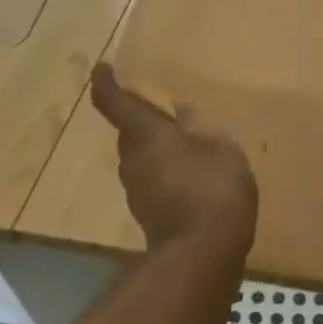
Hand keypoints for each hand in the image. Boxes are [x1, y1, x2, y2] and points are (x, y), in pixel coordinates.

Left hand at [91, 63, 256, 255]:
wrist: (202, 256)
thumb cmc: (212, 190)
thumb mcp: (221, 149)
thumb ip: (202, 130)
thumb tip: (184, 115)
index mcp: (146, 135)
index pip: (115, 102)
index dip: (106, 83)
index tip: (101, 67)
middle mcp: (133, 160)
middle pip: (129, 131)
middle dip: (141, 117)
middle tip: (162, 107)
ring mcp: (137, 190)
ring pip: (141, 157)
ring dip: (155, 147)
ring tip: (183, 140)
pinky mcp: (148, 214)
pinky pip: (154, 180)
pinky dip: (166, 171)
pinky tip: (191, 174)